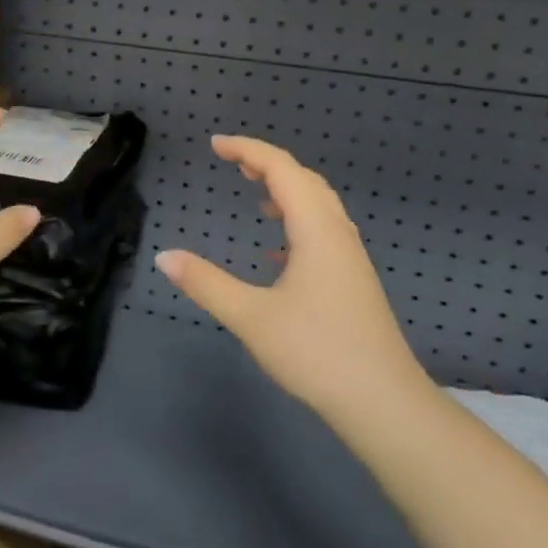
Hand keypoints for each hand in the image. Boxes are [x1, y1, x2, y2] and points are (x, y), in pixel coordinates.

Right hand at [155, 135, 431, 424]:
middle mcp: (337, 233)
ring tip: (254, 193)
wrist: (383, 403)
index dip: (247, 149)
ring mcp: (349, 257)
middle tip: (231, 162)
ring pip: (317, 204)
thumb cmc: (316, 353)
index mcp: (315, 229)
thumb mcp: (251, 317)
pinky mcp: (352, 279)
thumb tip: (164, 256)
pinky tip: (277, 252)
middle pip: (303, 179)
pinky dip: (296, 221)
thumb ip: (205, 283)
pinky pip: (323, 230)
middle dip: (266, 163)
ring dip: (285, 190)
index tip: (215, 144)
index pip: (281, 169)